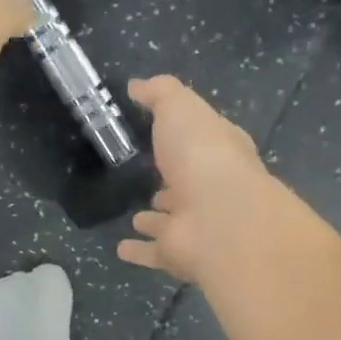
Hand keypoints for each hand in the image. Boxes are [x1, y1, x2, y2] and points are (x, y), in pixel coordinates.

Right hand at [116, 76, 278, 283]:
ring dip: (156, 218)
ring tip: (136, 215)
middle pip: (188, 182)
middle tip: (148, 177)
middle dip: (171, 181)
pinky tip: (121, 249)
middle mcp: (211, 188)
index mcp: (218, 150)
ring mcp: (196, 224)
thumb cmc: (201, 154)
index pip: (203, 140)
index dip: (185, 136)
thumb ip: (159, 94)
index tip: (158, 133)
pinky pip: (154, 252)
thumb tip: (136, 86)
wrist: (219, 217)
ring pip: (172, 220)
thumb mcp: (179, 107)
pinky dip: (139, 251)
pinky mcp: (179, 254)